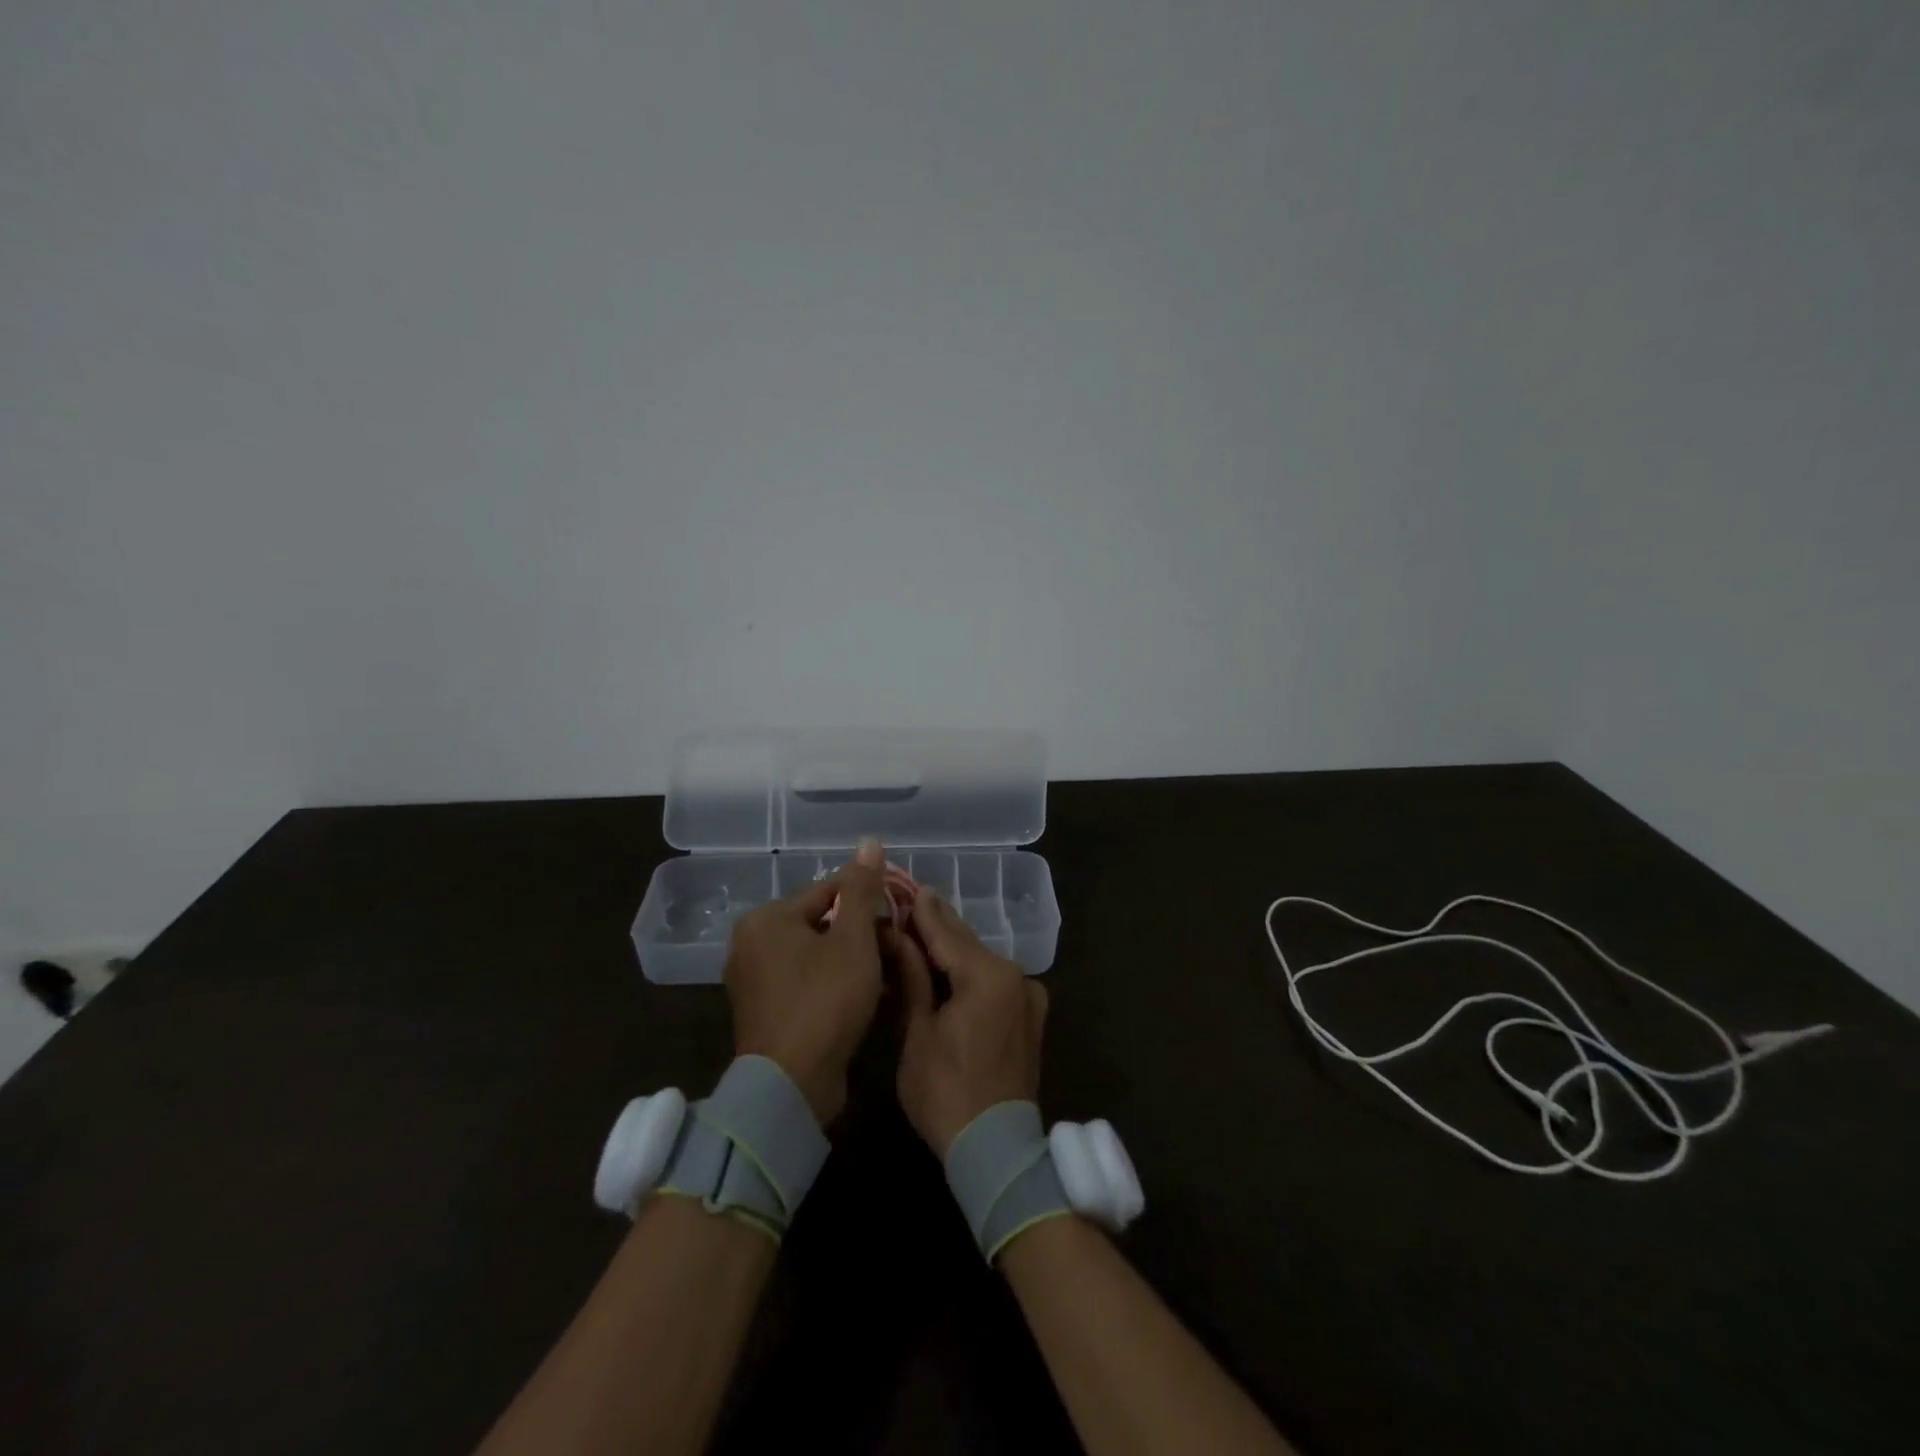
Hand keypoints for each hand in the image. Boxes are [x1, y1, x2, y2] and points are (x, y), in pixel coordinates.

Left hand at [723, 839, 889, 1125]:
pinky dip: (836, 987)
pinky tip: (869, 1000)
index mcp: (766, 919)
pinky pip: (808, 985)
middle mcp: (752, 945)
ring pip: (818, 957)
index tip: (899, 920)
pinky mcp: (766, 1014)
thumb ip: (862, 890)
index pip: (828, 892)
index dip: (869, 903)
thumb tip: (869, 841)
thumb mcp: (854, 940)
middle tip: (897, 952)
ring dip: (855, 963)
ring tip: (891, 976)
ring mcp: (755, 982)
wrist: (791, 1086)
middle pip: (823, 925)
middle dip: (863, 937)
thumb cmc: (824, 1000)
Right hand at [893, 890, 1047, 1157]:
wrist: (997, 1151)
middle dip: (936, 927)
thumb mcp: (918, 1032)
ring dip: (952, 951)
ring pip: (981, 961)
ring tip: (920, 936)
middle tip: (908, 904)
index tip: (905, 886)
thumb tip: (898, 935)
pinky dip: (970, 973)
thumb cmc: (946, 1094)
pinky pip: (994, 981)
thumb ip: (913, 977)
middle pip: (966, 943)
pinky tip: (947, 971)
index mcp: (987, 976)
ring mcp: (1028, 994)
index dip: (921, 911)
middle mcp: (1014, 975)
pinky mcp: (1030, 1014)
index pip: (945, 933)